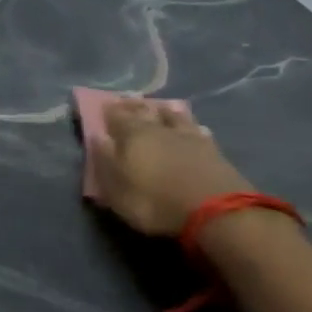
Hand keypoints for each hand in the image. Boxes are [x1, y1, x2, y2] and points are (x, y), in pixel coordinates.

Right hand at [87, 97, 254, 237]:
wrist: (215, 211)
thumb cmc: (155, 201)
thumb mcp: (117, 189)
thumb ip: (104, 161)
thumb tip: (97, 137)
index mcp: (132, 135)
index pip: (116, 117)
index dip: (109, 111)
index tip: (103, 104)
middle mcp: (159, 129)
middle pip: (145, 112)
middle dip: (134, 106)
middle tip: (128, 100)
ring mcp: (189, 136)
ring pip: (173, 116)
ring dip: (164, 111)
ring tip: (160, 107)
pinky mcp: (212, 149)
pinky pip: (196, 129)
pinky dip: (190, 125)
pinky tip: (193, 126)